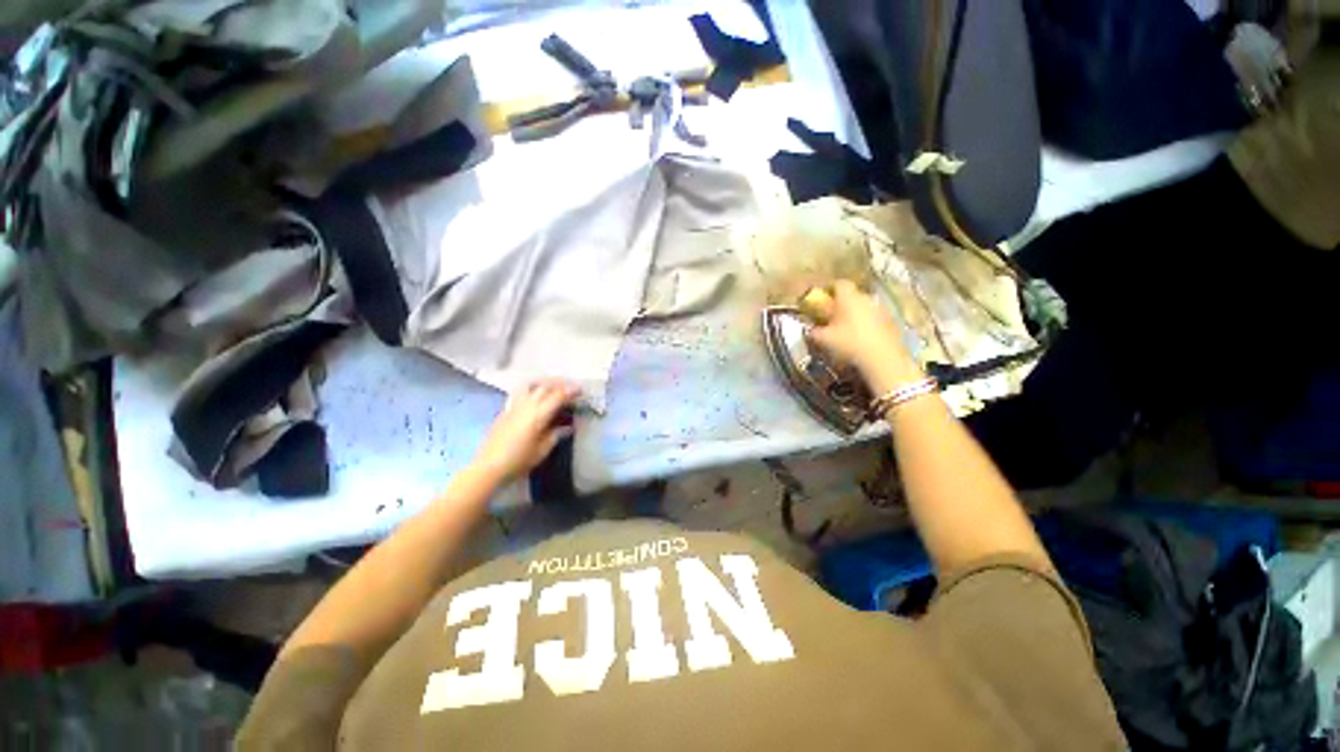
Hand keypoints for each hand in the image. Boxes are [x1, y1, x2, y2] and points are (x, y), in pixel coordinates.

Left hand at [473, 380, 579, 483]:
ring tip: (552, 388)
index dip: (571, 392)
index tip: (581, 391)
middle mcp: (526, 406)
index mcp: (538, 415)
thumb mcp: (542, 450)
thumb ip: (556, 435)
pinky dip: (531, 390)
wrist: (489, 467)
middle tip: (570, 389)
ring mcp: (513, 407)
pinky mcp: (505, 411)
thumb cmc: (519, 461)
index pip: (558, 396)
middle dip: (559, 385)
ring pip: (530, 386)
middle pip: (545, 387)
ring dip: (543, 384)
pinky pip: (520, 393)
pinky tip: (534, 398)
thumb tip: (568, 427)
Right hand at [808, 281, 921, 393]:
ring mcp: (881, 309)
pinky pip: (875, 318)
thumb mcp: (823, 339)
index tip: (822, 299)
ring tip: (847, 329)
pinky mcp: (892, 322)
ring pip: (864, 307)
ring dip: (856, 314)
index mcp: (848, 297)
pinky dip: (867, 324)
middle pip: (852, 295)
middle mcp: (866, 298)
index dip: (829, 289)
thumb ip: (813, 331)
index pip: (838, 283)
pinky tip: (862, 338)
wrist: (883, 358)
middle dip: (842, 303)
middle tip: (832, 317)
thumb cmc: (849, 343)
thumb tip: (810, 329)